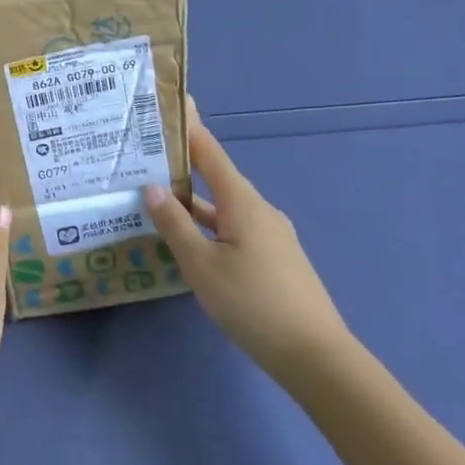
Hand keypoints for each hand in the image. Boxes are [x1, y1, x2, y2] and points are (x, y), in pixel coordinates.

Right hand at [144, 98, 349, 376]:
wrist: (317, 358)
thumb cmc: (254, 304)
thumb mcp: (202, 266)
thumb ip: (175, 225)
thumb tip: (150, 186)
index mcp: (243, 202)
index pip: (210, 153)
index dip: (189, 129)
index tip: (168, 107)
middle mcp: (259, 210)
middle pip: (217, 178)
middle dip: (184, 166)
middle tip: (148, 157)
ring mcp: (271, 236)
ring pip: (225, 208)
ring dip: (195, 202)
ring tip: (159, 198)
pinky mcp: (275, 259)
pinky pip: (235, 229)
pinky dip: (210, 225)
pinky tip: (192, 242)